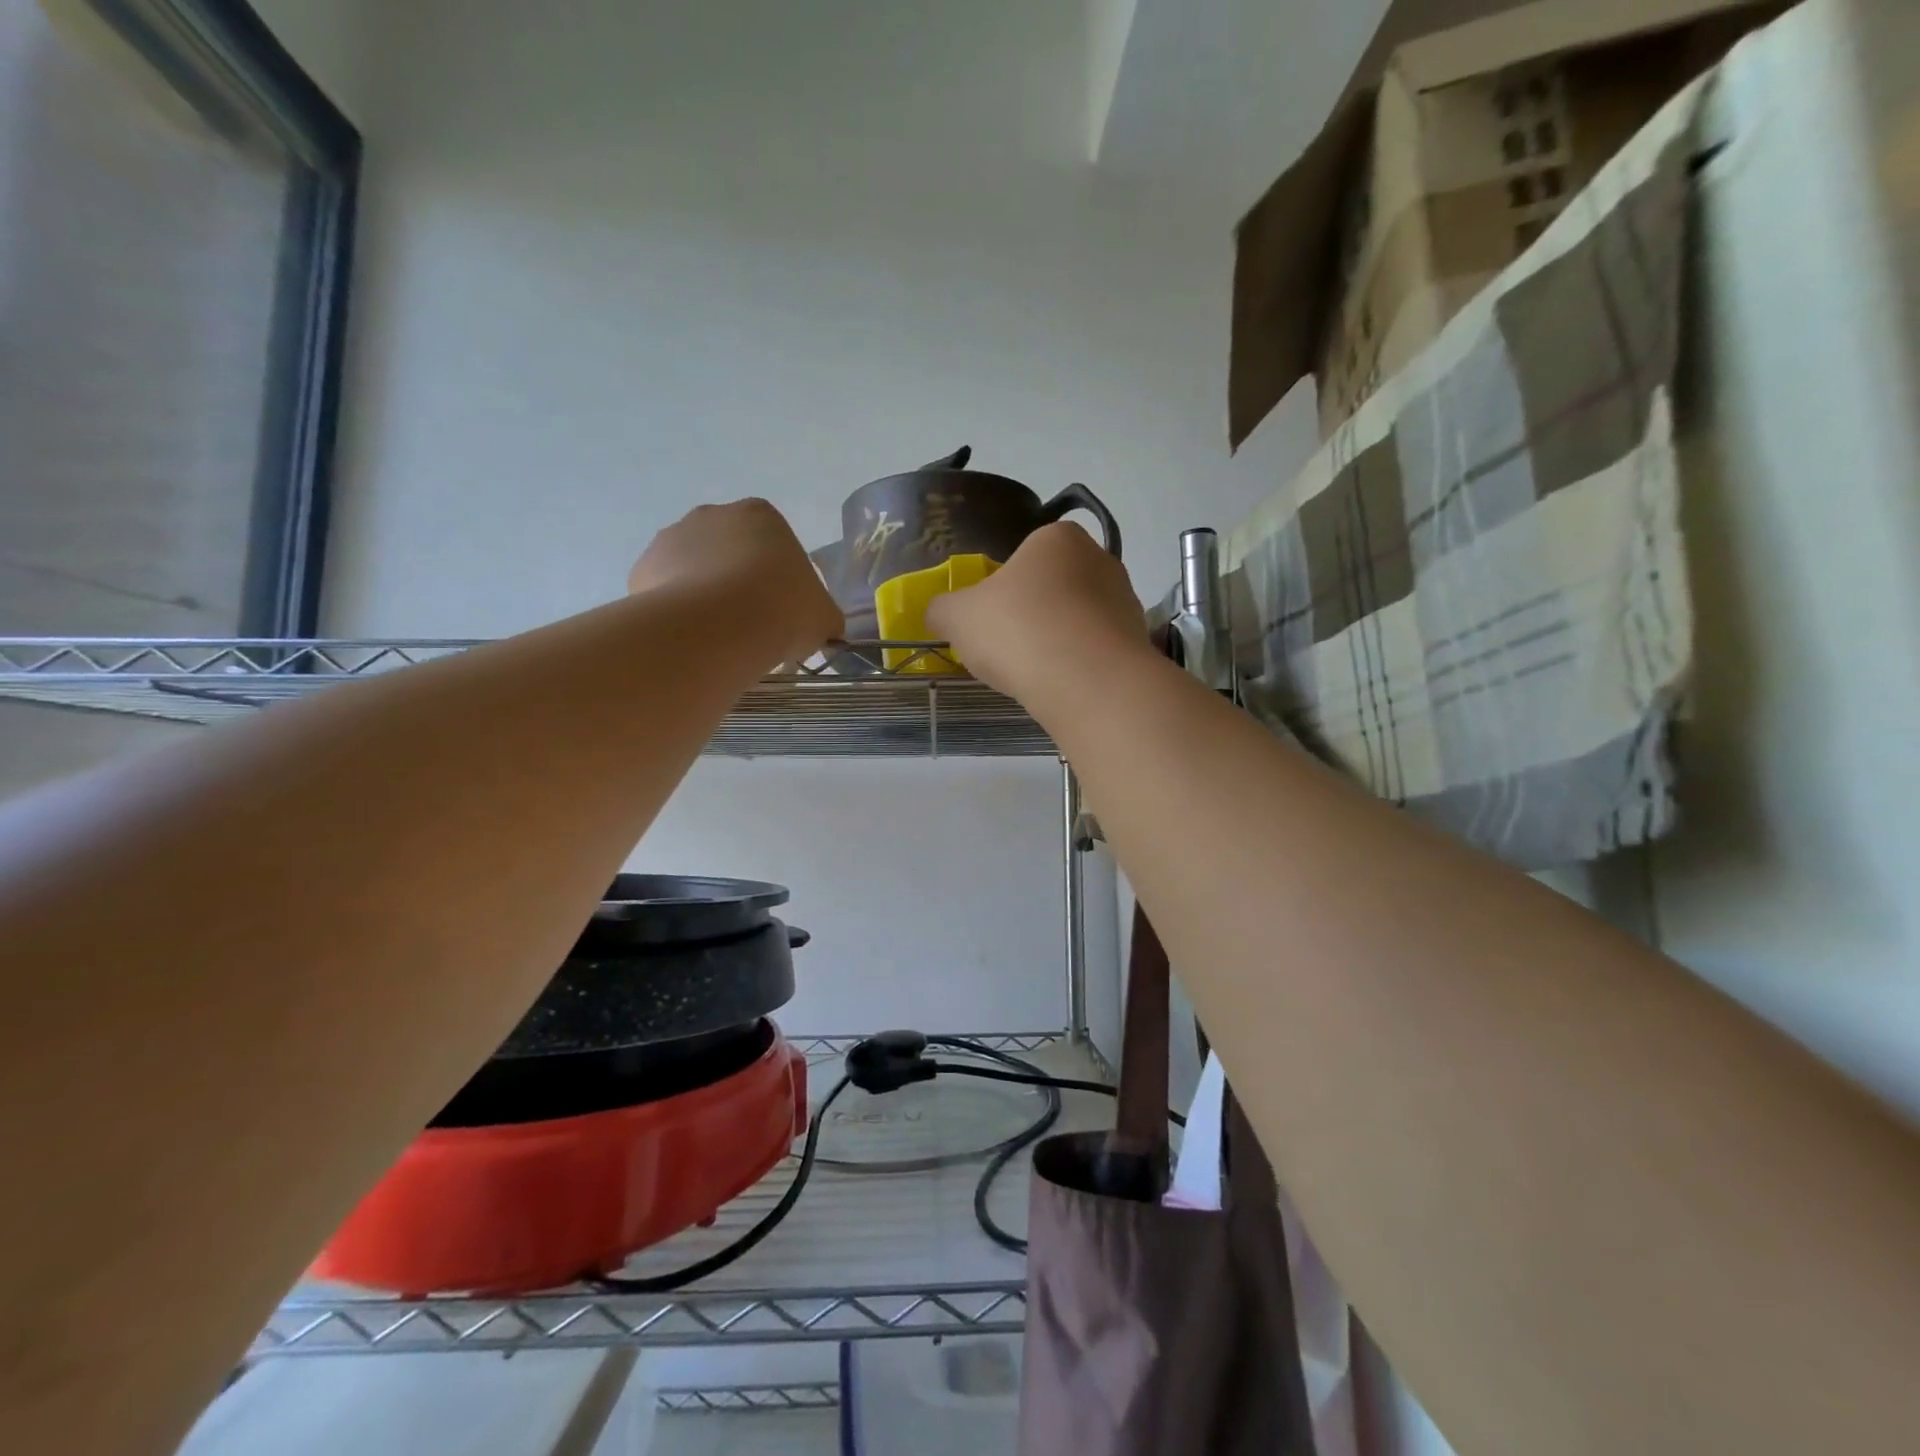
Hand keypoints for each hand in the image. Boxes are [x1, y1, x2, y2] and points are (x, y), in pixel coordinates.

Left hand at [628, 499, 843, 666]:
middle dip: (735, 583)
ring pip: (692, 571)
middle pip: (727, 552)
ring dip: (704, 596)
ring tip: (719, 638)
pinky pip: (664, 593)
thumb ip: (823, 617)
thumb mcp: (824, 617)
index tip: (780, 611)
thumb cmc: (784, 609)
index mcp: (761, 515)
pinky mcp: (642, 569)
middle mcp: (711, 515)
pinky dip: (676, 613)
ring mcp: (670, 538)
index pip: (771, 543)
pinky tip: (691, 639)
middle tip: (750, 626)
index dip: (777, 579)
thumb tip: (821, 630)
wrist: (722, 626)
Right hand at [926, 523, 1147, 699]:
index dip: (1004, 587)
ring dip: (1057, 641)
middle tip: (1009, 647)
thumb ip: (942, 609)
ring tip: (1035, 672)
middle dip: (1033, 614)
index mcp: (1057, 538)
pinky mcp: (1138, 642)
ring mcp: (1125, 601)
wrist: (1085, 681)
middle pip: (1054, 587)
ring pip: (1077, 620)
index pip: (1025, 555)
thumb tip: (938, 613)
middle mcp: (1100, 560)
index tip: (992, 619)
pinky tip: (1062, 686)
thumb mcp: (958, 617)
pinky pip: (1096, 650)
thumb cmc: (1018, 630)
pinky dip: (1079, 665)